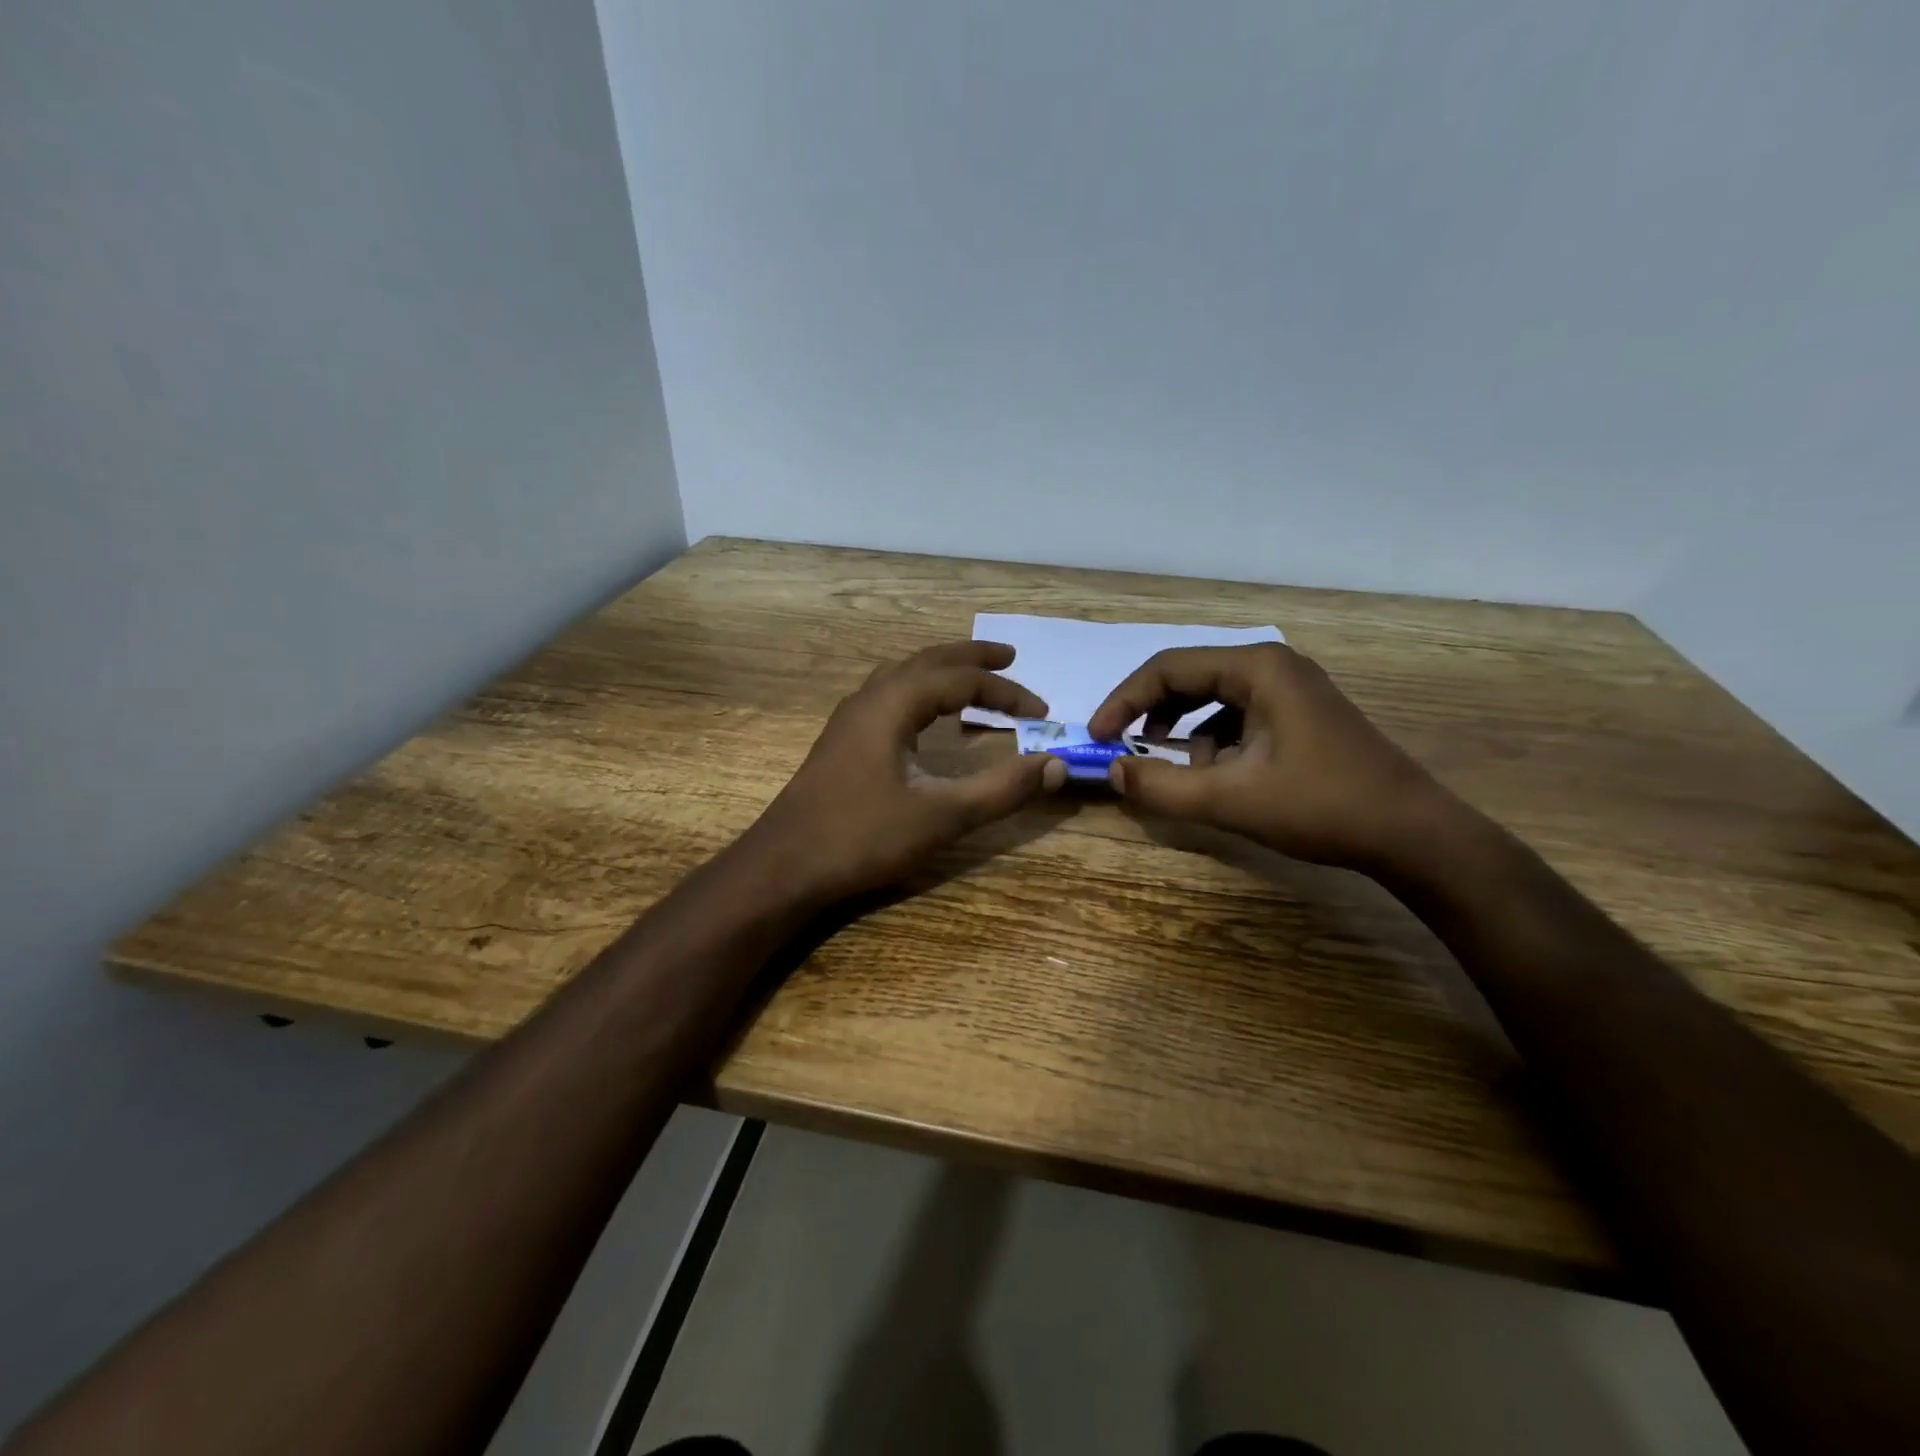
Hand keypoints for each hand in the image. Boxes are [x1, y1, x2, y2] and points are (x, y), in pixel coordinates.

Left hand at [745, 641, 1067, 903]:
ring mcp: (849, 720)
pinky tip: (923, 717)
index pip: (960, 680)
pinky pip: (887, 696)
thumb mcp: (941, 817)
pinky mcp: (841, 742)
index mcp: (892, 705)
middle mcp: (869, 699)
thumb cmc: (861, 837)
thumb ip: (1001, 790)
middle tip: (1009, 658)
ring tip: (970, 679)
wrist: (783, 866)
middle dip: (971, 658)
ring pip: (901, 675)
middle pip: (927, 661)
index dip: (1005, 692)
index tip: (1041, 711)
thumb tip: (1056, 765)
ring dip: (940, 670)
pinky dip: (918, 692)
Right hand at [1086, 643, 1457, 873]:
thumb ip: (1162, 786)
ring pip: (1212, 698)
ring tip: (1179, 770)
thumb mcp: (1230, 800)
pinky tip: (1221, 777)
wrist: (1413, 834)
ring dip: (1183, 731)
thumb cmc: (1322, 806)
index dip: (1123, 701)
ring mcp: (1291, 689)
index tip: (1098, 737)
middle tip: (1124, 749)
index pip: (1167, 668)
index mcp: (1257, 668)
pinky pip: (1238, 716)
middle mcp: (1272, 665)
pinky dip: (1215, 742)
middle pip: (1188, 677)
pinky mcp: (1300, 715)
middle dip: (1150, 714)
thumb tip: (1113, 772)